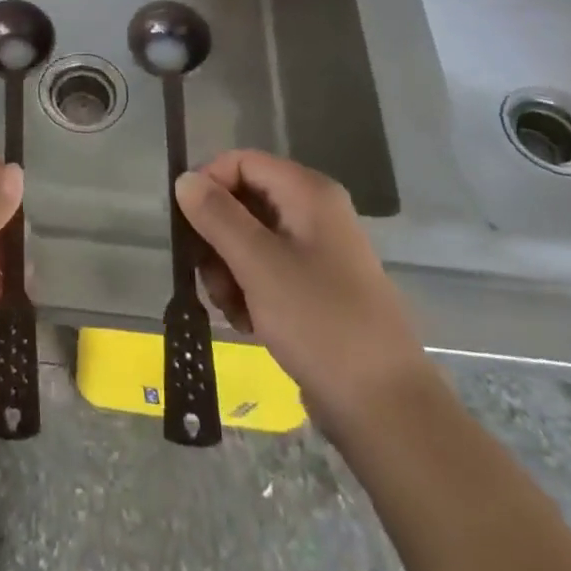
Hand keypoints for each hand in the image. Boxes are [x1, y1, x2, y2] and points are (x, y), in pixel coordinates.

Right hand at [174, 150, 427, 420]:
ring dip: (227, 269)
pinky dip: (248, 291)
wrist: (386, 409)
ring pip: (250, 239)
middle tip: (205, 275)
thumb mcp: (258, 264)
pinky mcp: (315, 288)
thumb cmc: (320, 322)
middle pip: (243, 201)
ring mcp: (316, 252)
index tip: (185, 224)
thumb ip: (217, 216)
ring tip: (229, 308)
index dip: (208, 184)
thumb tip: (184, 179)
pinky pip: (266, 270)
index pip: (241, 162)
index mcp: (308, 192)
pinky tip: (247, 323)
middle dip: (216, 237)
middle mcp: (314, 212)